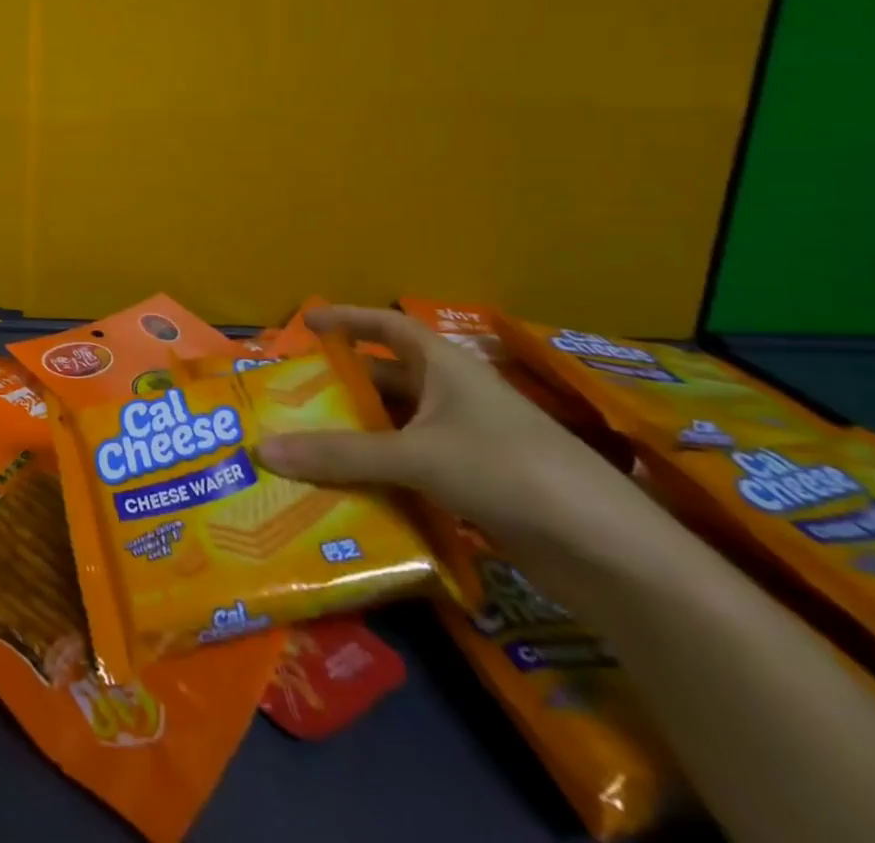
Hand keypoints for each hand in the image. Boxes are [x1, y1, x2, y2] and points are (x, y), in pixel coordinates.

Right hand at [255, 305, 642, 551]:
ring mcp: (468, 444)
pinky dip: (380, 475)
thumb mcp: (418, 456)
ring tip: (303, 444)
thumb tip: (262, 450)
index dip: (348, 319)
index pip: (388, 325)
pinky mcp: (477, 489)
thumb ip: (340, 454)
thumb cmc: (510, 472)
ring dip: (357, 437)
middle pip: (386, 380)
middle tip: (289, 395)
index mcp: (446, 367)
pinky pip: (412, 470)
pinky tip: (346, 491)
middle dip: (341, 386)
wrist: (612, 555)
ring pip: (397, 429)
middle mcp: (454, 397)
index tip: (306, 322)